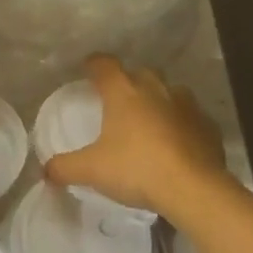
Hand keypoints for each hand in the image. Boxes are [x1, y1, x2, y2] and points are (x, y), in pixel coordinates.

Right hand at [44, 55, 228, 218]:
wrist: (194, 188)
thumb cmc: (137, 168)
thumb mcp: (93, 170)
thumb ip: (65, 167)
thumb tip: (44, 170)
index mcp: (123, 91)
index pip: (104, 64)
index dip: (94, 64)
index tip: (87, 69)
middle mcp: (155, 88)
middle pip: (139, 73)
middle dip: (129, 81)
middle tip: (119, 100)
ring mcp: (186, 104)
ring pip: (169, 91)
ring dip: (158, 100)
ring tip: (150, 120)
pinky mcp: (207, 125)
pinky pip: (190, 117)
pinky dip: (182, 124)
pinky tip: (177, 143)